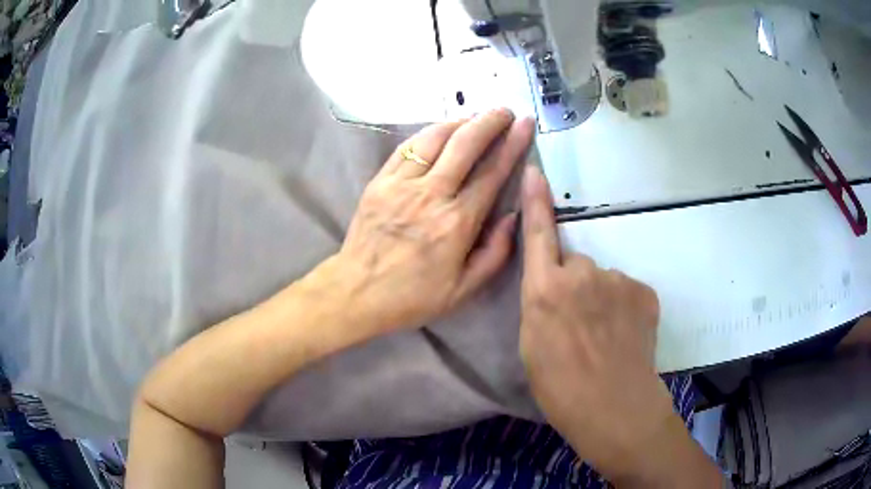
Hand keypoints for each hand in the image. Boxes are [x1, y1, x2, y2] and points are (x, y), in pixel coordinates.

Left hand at [327, 109, 534, 333]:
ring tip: (475, 118)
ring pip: (434, 138)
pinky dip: (428, 133)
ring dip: (459, 122)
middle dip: (489, 122)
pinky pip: (407, 148)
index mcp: (457, 223)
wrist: (357, 292)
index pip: (492, 172)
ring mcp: (401, 184)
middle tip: (504, 111)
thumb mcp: (464, 289)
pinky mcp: (380, 182)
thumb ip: (496, 253)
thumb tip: (512, 215)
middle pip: (465, 144)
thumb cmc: (413, 295)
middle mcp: (431, 195)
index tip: (525, 125)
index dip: (512, 145)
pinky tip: (440, 131)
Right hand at [518, 165, 703, 484]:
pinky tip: (625, 336)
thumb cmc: (561, 388)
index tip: (535, 170)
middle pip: (574, 265)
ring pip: (603, 281)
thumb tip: (553, 287)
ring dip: (601, 300)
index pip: (538, 234)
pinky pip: (627, 291)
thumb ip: (540, 305)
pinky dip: (624, 308)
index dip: (535, 202)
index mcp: (545, 290)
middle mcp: (581, 274)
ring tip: (604, 338)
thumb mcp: (532, 347)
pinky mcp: (644, 291)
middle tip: (578, 327)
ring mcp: (618, 280)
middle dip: (574, 286)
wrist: (615, 408)